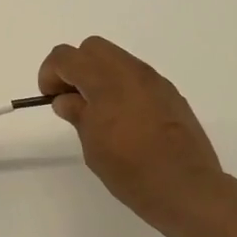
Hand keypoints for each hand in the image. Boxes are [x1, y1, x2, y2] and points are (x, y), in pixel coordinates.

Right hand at [39, 36, 230, 235]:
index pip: (66, 57)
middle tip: (72, 99)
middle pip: (93, 48)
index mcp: (106, 81)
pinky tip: (126, 119)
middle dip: (76, 67)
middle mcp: (131, 71)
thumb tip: (66, 99)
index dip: (50, 73)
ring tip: (99, 111)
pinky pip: (137, 76)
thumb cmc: (132, 171)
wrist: (187, 188)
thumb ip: (78, 114)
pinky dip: (122, 86)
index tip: (49, 97)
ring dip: (100, 75)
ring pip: (117, 59)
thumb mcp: (93, 146)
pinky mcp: (170, 93)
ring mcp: (154, 80)